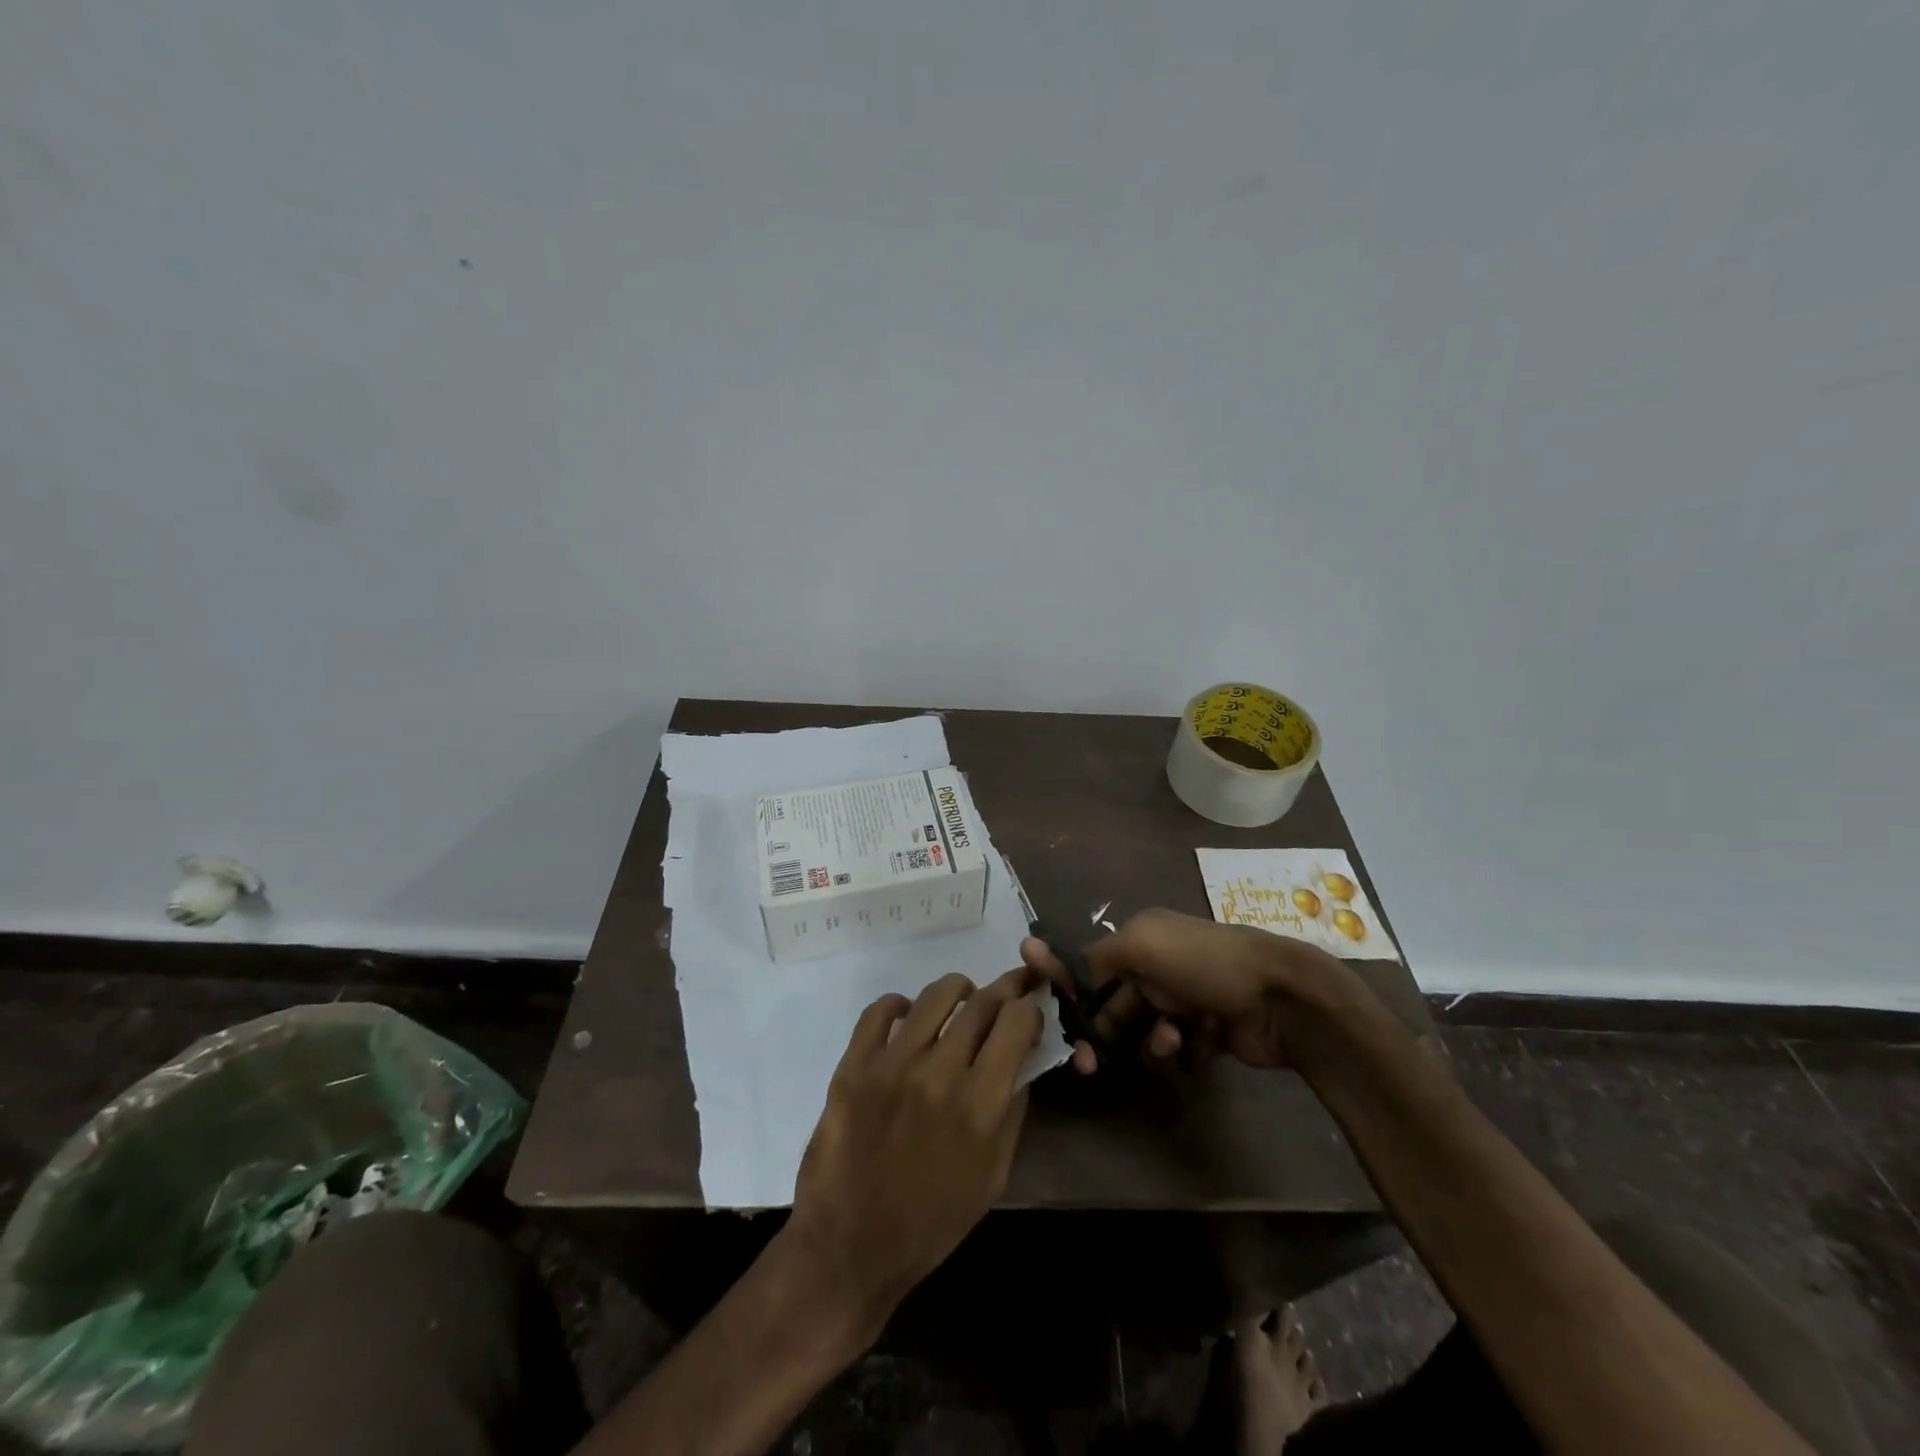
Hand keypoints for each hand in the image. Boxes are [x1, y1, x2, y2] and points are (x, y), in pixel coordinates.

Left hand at [786, 967, 1043, 1333]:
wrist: (850, 1248)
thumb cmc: (931, 1222)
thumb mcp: (993, 1176)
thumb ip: (1011, 1111)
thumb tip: (1021, 1058)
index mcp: (980, 1105)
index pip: (1016, 1022)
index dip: (1029, 1010)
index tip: (1028, 1015)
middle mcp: (939, 1073)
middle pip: (982, 1002)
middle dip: (1002, 994)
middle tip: (1004, 998)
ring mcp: (892, 1065)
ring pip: (935, 994)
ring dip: (958, 991)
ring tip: (960, 1004)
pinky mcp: (854, 1065)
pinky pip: (880, 1010)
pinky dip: (900, 1005)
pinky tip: (908, 1018)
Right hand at [1020, 907, 1361, 1074]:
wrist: (1278, 997)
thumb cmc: (1203, 962)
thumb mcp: (1141, 943)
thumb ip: (1097, 956)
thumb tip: (1068, 971)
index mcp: (1143, 938)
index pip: (1094, 965)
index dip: (1072, 990)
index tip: (1056, 1019)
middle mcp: (1160, 967)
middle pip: (1114, 1006)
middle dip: (1102, 1031)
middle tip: (1087, 1062)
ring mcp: (1185, 1001)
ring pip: (1144, 1033)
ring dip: (1151, 1040)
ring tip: (1171, 1039)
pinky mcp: (1208, 1034)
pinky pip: (1177, 1052)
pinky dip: (1184, 1050)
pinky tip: (1199, 1041)